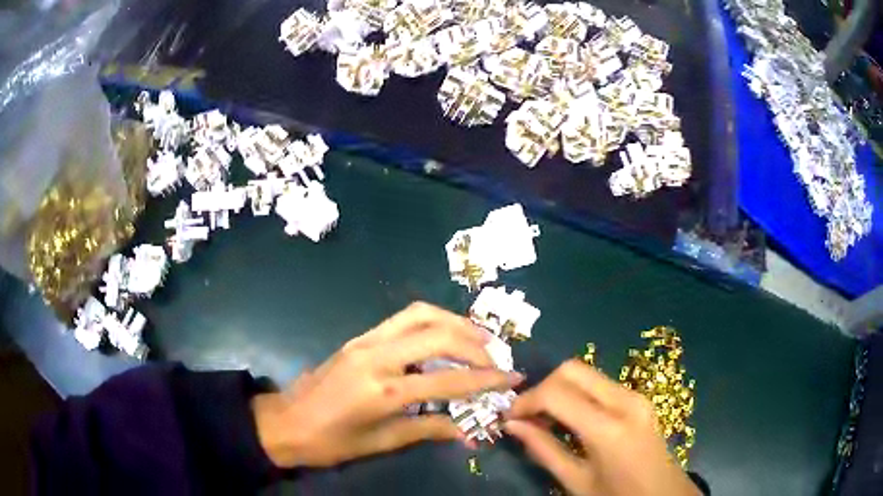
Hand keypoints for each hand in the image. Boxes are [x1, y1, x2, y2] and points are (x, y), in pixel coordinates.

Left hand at [252, 302, 523, 467]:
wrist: (285, 421)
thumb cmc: (331, 442)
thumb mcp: (381, 442)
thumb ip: (428, 430)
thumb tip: (470, 432)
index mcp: (383, 390)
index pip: (448, 381)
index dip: (486, 380)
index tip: (513, 378)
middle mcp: (376, 356)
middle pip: (438, 334)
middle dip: (476, 343)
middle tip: (497, 358)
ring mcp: (365, 341)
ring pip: (420, 314)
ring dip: (455, 323)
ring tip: (478, 339)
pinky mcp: (359, 337)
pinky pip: (402, 319)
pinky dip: (432, 322)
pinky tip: (444, 338)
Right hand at [504, 359, 699, 495]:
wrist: (663, 495)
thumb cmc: (618, 495)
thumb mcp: (576, 481)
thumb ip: (543, 450)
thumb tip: (512, 425)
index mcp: (609, 428)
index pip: (557, 393)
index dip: (526, 401)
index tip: (509, 418)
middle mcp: (624, 401)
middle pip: (572, 370)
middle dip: (542, 387)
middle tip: (526, 416)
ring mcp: (635, 396)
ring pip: (586, 373)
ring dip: (559, 389)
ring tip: (544, 420)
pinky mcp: (638, 398)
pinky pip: (599, 384)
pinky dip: (576, 394)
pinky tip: (569, 419)